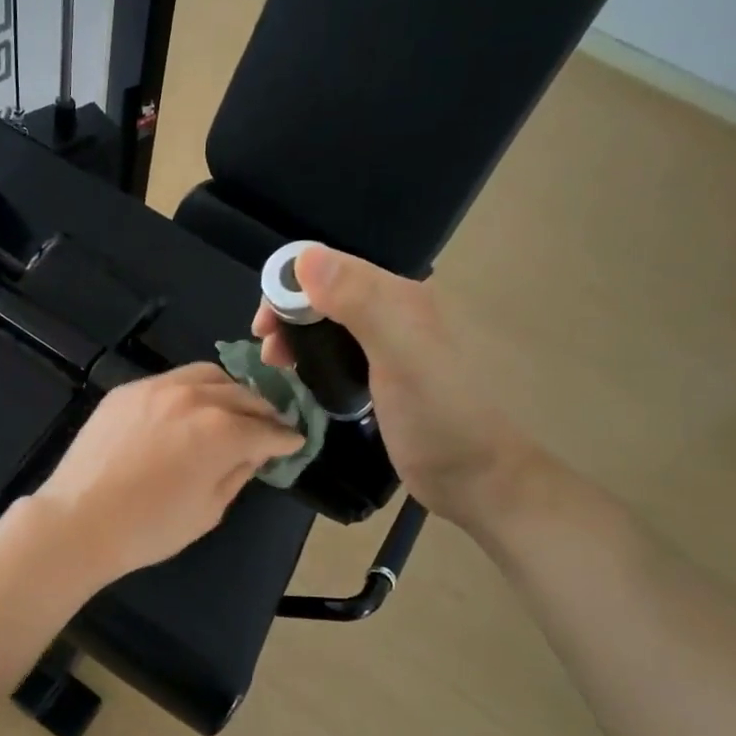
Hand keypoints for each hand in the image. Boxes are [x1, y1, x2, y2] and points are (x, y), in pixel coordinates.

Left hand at [28, 363, 303, 585]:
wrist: (78, 521)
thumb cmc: (149, 528)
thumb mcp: (208, 510)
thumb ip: (237, 473)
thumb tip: (254, 452)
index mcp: (221, 430)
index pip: (267, 430)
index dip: (286, 438)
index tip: (295, 442)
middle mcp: (194, 397)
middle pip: (242, 395)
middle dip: (263, 411)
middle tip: (270, 426)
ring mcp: (156, 388)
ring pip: (207, 376)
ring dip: (229, 391)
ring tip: (233, 408)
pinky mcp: (127, 390)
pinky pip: (171, 380)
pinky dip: (192, 389)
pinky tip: (190, 407)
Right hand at [252, 245, 531, 522]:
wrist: (473, 477)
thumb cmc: (437, 415)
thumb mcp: (400, 354)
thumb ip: (359, 303)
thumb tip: (305, 258)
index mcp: (401, 297)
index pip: (332, 268)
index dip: (289, 287)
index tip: (263, 326)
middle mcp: (395, 313)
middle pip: (327, 294)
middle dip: (289, 314)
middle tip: (267, 352)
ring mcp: (389, 347)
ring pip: (330, 324)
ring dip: (297, 336)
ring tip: (276, 366)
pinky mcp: (381, 379)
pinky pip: (337, 353)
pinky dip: (312, 358)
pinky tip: (301, 378)